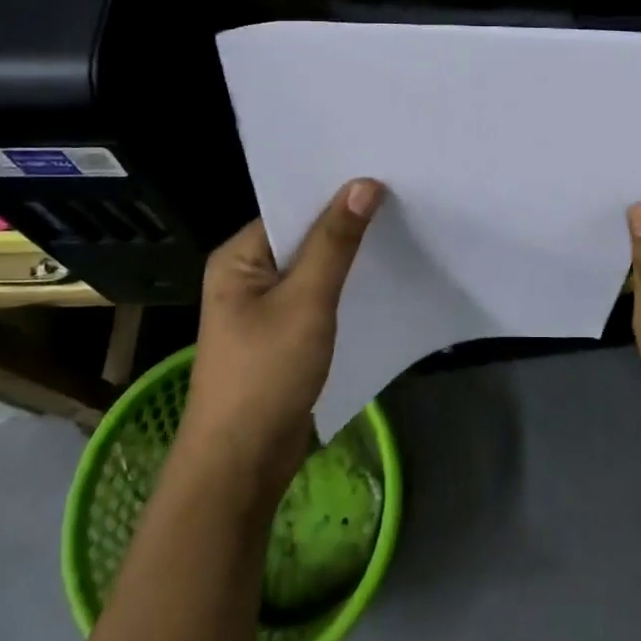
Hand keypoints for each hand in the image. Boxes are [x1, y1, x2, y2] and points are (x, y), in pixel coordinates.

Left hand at [177, 179, 383, 501]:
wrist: (241, 465)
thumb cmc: (265, 374)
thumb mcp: (306, 301)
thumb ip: (336, 242)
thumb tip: (365, 183)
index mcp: (238, 256)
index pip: (291, 208)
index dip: (334, 192)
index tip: (383, 174)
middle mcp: (248, 274)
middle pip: (304, 236)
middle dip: (347, 222)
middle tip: (402, 196)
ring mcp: (265, 307)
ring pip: (315, 268)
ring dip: (349, 256)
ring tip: (401, 228)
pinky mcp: (284, 334)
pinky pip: (318, 297)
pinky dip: (345, 287)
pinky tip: (381, 276)